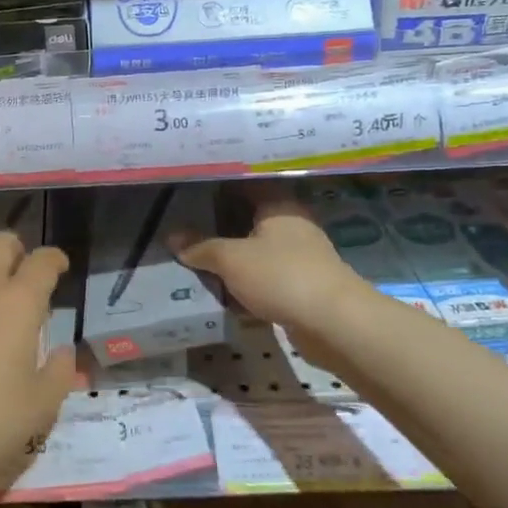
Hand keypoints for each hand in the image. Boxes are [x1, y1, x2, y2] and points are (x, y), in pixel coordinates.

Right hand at [172, 190, 369, 338]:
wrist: (334, 323)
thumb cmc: (281, 276)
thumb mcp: (232, 259)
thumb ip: (201, 247)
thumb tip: (172, 238)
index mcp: (278, 206)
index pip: (245, 184)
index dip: (217, 187)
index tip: (190, 191)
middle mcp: (292, 225)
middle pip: (249, 218)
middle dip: (219, 225)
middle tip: (185, 228)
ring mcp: (300, 256)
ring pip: (257, 249)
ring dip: (232, 257)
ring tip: (197, 260)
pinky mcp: (303, 285)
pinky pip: (266, 276)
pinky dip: (246, 281)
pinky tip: (223, 291)